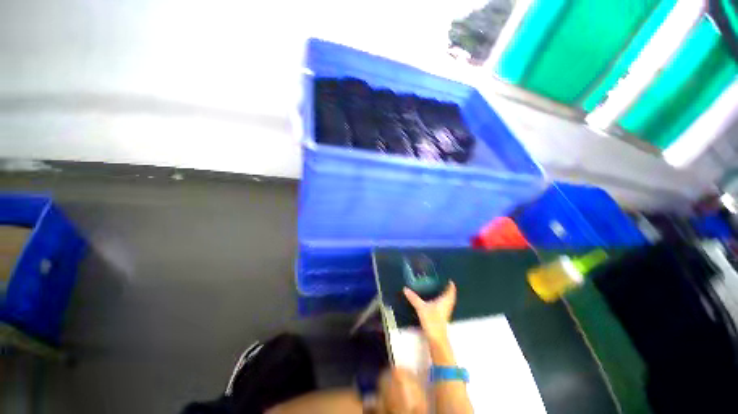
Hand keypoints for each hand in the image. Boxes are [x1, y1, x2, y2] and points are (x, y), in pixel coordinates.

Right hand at [403, 281, 456, 343]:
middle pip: (451, 296)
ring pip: (449, 302)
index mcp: (445, 301)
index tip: (450, 280)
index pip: (451, 291)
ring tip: (441, 291)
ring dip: (447, 297)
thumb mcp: (421, 308)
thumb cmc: (432, 321)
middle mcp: (447, 306)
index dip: (451, 286)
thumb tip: (405, 289)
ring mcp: (446, 313)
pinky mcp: (443, 318)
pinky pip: (445, 307)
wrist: (436, 338)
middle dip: (449, 290)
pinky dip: (443, 302)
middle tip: (445, 284)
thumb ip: (413, 298)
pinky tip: (437, 302)